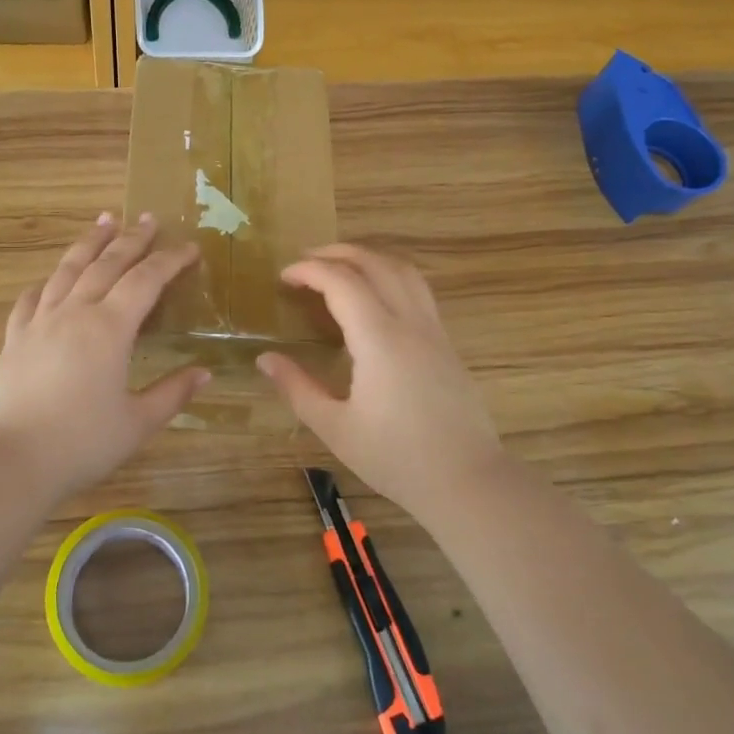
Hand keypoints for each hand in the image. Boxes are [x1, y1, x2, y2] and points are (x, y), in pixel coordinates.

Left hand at [0, 213, 207, 498]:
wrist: (12, 461)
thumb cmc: (82, 443)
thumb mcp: (138, 423)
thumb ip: (172, 393)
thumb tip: (204, 373)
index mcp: (110, 328)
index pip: (146, 280)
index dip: (170, 260)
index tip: (190, 247)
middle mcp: (75, 312)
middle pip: (106, 264)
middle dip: (132, 239)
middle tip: (149, 218)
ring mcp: (40, 321)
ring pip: (68, 270)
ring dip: (89, 243)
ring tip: (104, 221)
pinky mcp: (15, 338)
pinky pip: (32, 298)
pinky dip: (47, 282)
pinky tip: (51, 279)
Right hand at [257, 244, 505, 521]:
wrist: (467, 481)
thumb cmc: (396, 459)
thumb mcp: (335, 428)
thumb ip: (297, 388)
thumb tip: (265, 359)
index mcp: (379, 339)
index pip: (341, 282)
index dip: (309, 271)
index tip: (284, 277)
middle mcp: (410, 323)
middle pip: (376, 263)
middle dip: (338, 252)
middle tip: (306, 261)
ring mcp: (434, 331)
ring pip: (404, 271)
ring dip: (369, 258)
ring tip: (340, 266)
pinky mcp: (447, 344)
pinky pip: (418, 290)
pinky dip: (390, 276)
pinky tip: (376, 297)